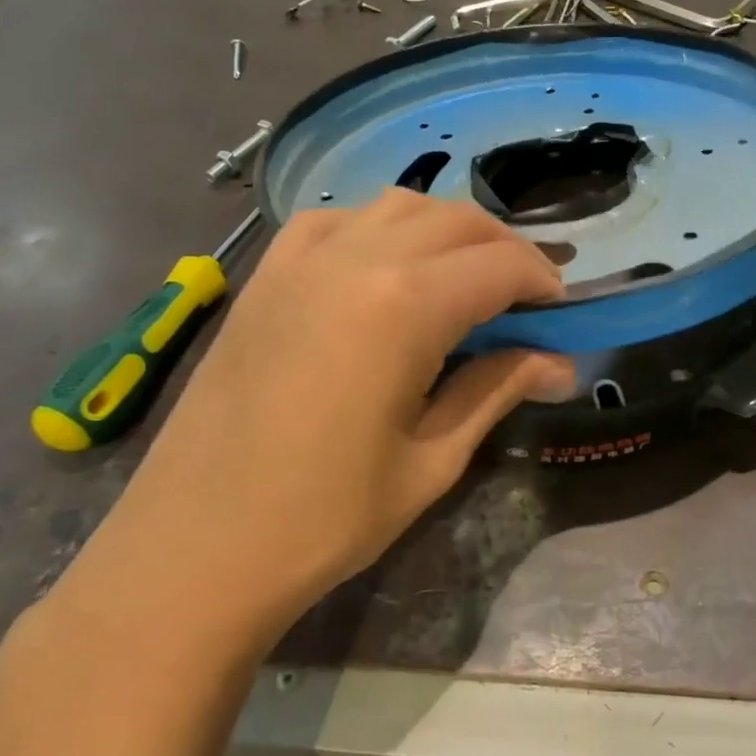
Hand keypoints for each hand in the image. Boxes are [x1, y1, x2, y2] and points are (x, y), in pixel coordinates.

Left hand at [56, 190, 572, 648]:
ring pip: (398, 207)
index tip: (561, 313)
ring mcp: (301, 260)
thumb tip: (559, 363)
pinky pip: (336, 221)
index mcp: (404, 305)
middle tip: (526, 299)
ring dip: (447, 232)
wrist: (194, 548)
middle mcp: (355, 258)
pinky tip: (385, 269)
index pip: (499, 266)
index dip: (542, 282)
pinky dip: (379, 229)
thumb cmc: (324, 517)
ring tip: (464, 281)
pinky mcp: (265, 275)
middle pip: (456, 221)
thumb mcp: (430, 459)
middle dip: (504, 250)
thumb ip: (495, 389)